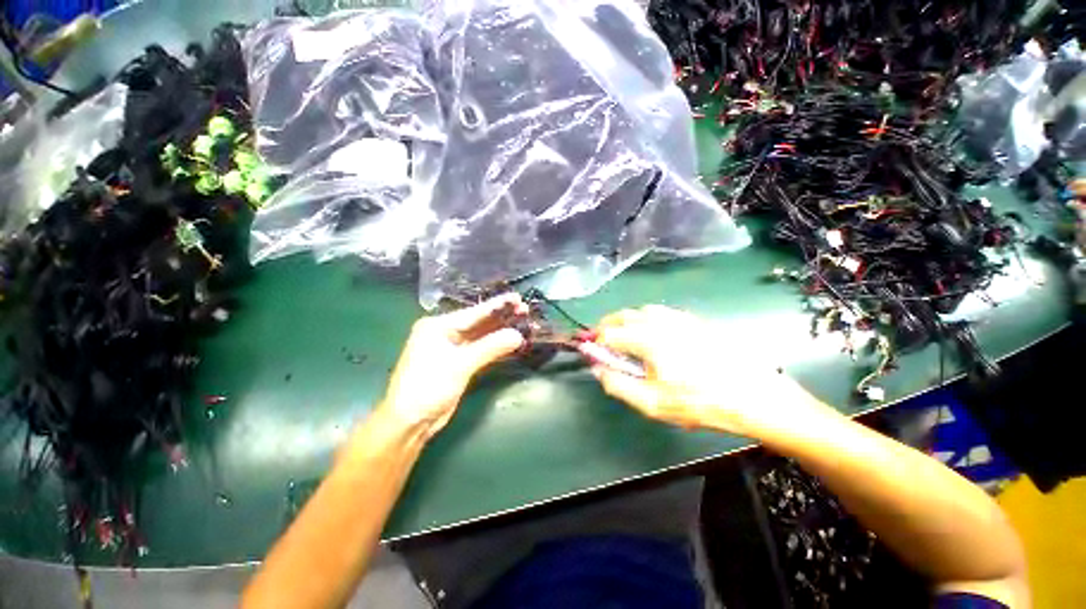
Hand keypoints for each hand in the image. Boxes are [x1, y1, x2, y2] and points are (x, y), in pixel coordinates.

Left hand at [379, 294, 527, 439]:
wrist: (410, 422)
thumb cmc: (428, 387)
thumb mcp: (460, 365)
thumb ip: (490, 347)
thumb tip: (518, 335)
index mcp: (438, 326)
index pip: (474, 312)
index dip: (497, 305)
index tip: (518, 297)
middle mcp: (444, 333)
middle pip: (479, 322)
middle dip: (501, 317)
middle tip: (525, 310)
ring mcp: (451, 349)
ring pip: (481, 336)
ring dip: (500, 331)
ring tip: (523, 323)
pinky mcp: (458, 363)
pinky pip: (480, 350)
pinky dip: (495, 347)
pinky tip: (510, 342)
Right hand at [592, 305, 819, 436]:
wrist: (754, 397)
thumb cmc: (699, 403)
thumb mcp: (653, 404)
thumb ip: (618, 385)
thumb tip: (597, 370)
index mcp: (648, 339)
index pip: (609, 333)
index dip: (596, 342)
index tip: (591, 353)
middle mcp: (661, 322)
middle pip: (623, 316)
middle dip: (607, 326)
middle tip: (601, 341)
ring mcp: (679, 319)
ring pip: (641, 311)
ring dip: (626, 320)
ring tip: (622, 336)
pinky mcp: (694, 321)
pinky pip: (660, 312)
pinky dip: (645, 318)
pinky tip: (650, 333)